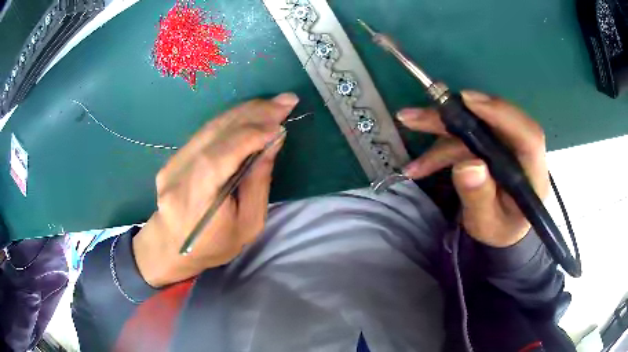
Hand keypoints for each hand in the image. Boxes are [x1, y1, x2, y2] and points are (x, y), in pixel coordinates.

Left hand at [133, 93, 298, 286]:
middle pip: (216, 134)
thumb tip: (272, 142)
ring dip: (245, 111)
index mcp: (195, 201)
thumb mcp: (247, 225)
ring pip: (211, 127)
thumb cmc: (214, 245)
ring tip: (272, 104)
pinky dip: (231, 119)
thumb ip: (258, 183)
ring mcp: (172, 163)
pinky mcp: (173, 157)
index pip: (220, 157)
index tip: (281, 123)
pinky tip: (250, 113)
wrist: (172, 247)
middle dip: (254, 114)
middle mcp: (178, 175)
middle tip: (285, 101)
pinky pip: (205, 131)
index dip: (251, 136)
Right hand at [397, 91, 548, 247]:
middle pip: (493, 121)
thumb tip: (467, 166)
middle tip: (419, 113)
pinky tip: (419, 162)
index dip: (501, 113)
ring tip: (409, 122)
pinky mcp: (489, 145)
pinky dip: (440, 145)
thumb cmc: (498, 230)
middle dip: (455, 116)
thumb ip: (480, 198)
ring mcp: (504, 145)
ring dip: (440, 127)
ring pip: (473, 126)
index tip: (468, 101)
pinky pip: (464, 137)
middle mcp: (521, 151)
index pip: (528, 135)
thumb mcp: (487, 223)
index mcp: (533, 173)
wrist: (502, 229)